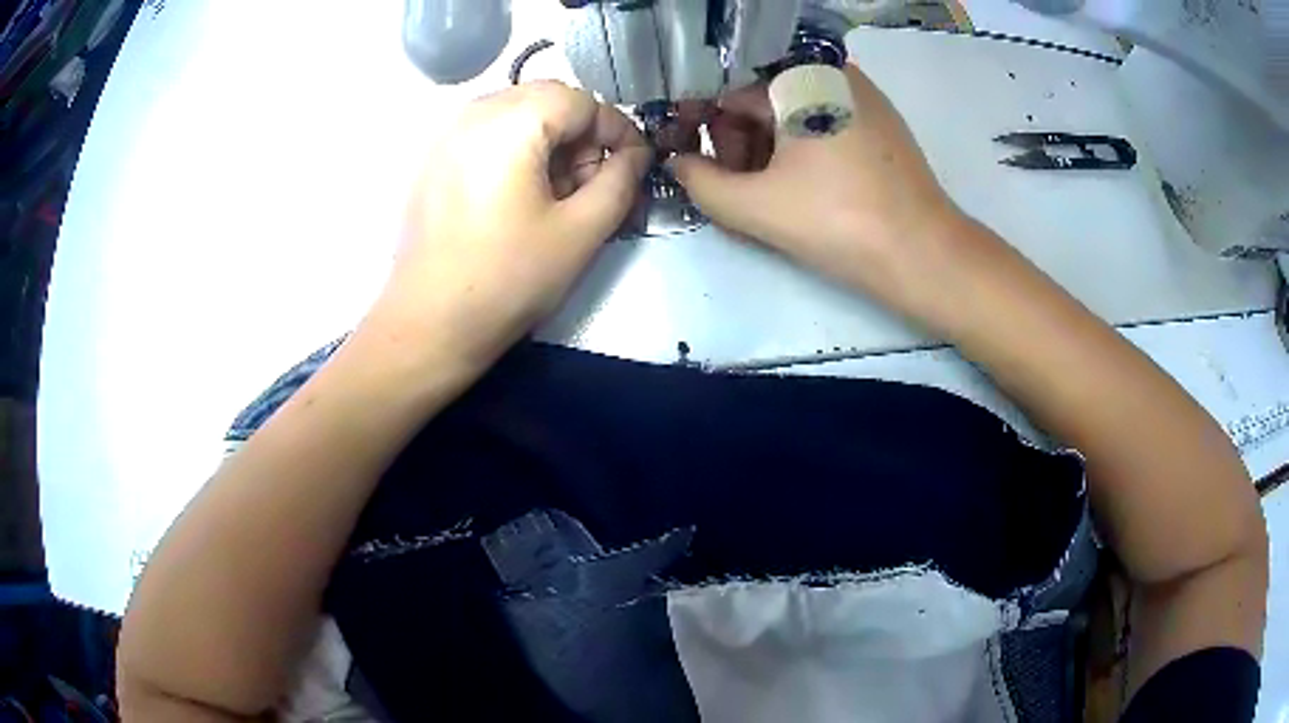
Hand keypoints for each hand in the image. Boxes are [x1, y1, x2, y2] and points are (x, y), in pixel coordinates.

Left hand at [369, 81, 651, 366]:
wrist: (429, 326)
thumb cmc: (508, 280)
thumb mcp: (581, 232)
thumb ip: (620, 181)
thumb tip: (636, 155)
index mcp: (510, 122)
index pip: (582, 101)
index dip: (617, 131)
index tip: (634, 167)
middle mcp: (473, 113)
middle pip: (548, 101)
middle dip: (582, 136)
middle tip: (592, 185)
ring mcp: (446, 135)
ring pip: (518, 115)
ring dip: (551, 144)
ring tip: (558, 197)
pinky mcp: (433, 160)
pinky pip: (489, 135)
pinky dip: (518, 152)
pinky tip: (521, 198)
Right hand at [670, 63, 966, 310]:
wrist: (924, 254)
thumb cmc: (839, 223)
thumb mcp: (755, 207)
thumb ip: (700, 183)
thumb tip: (678, 164)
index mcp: (799, 77)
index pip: (726, 91)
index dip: (700, 125)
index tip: (691, 160)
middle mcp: (831, 72)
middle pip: (760, 97)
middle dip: (736, 140)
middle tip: (735, 187)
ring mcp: (861, 95)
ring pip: (791, 110)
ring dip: (766, 146)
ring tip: (767, 193)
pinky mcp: (879, 121)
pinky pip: (821, 119)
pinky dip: (800, 146)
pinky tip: (801, 185)